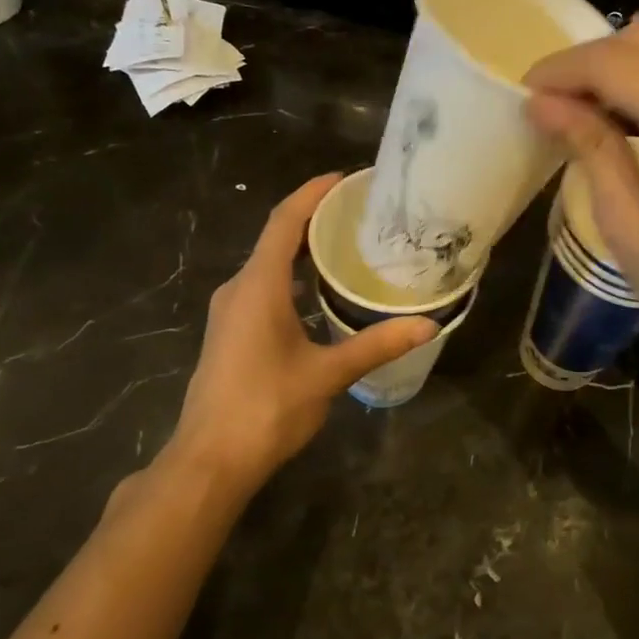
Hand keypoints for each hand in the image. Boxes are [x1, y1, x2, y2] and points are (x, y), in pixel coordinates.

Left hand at [153, 175, 436, 497]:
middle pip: (277, 238)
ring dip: (304, 250)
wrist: (210, 460)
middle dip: (315, 219)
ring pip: (269, 265)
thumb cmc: (266, 408)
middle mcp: (239, 289)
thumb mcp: (327, 374)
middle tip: (361, 212)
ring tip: (349, 245)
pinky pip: (265, 288)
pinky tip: (323, 293)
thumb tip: (428, 325)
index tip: (345, 178)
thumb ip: (376, 345)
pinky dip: (294, 278)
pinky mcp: (232, 333)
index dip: (312, 193)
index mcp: (258, 286)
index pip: (284, 222)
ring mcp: (231, 312)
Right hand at [525, 15, 638, 406]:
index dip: (562, 70)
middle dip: (591, 61)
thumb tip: (542, 104)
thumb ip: (590, 149)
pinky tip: (638, 107)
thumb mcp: (629, 227)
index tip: (526, 93)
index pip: (616, 62)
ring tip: (589, 104)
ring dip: (627, 61)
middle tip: (554, 102)